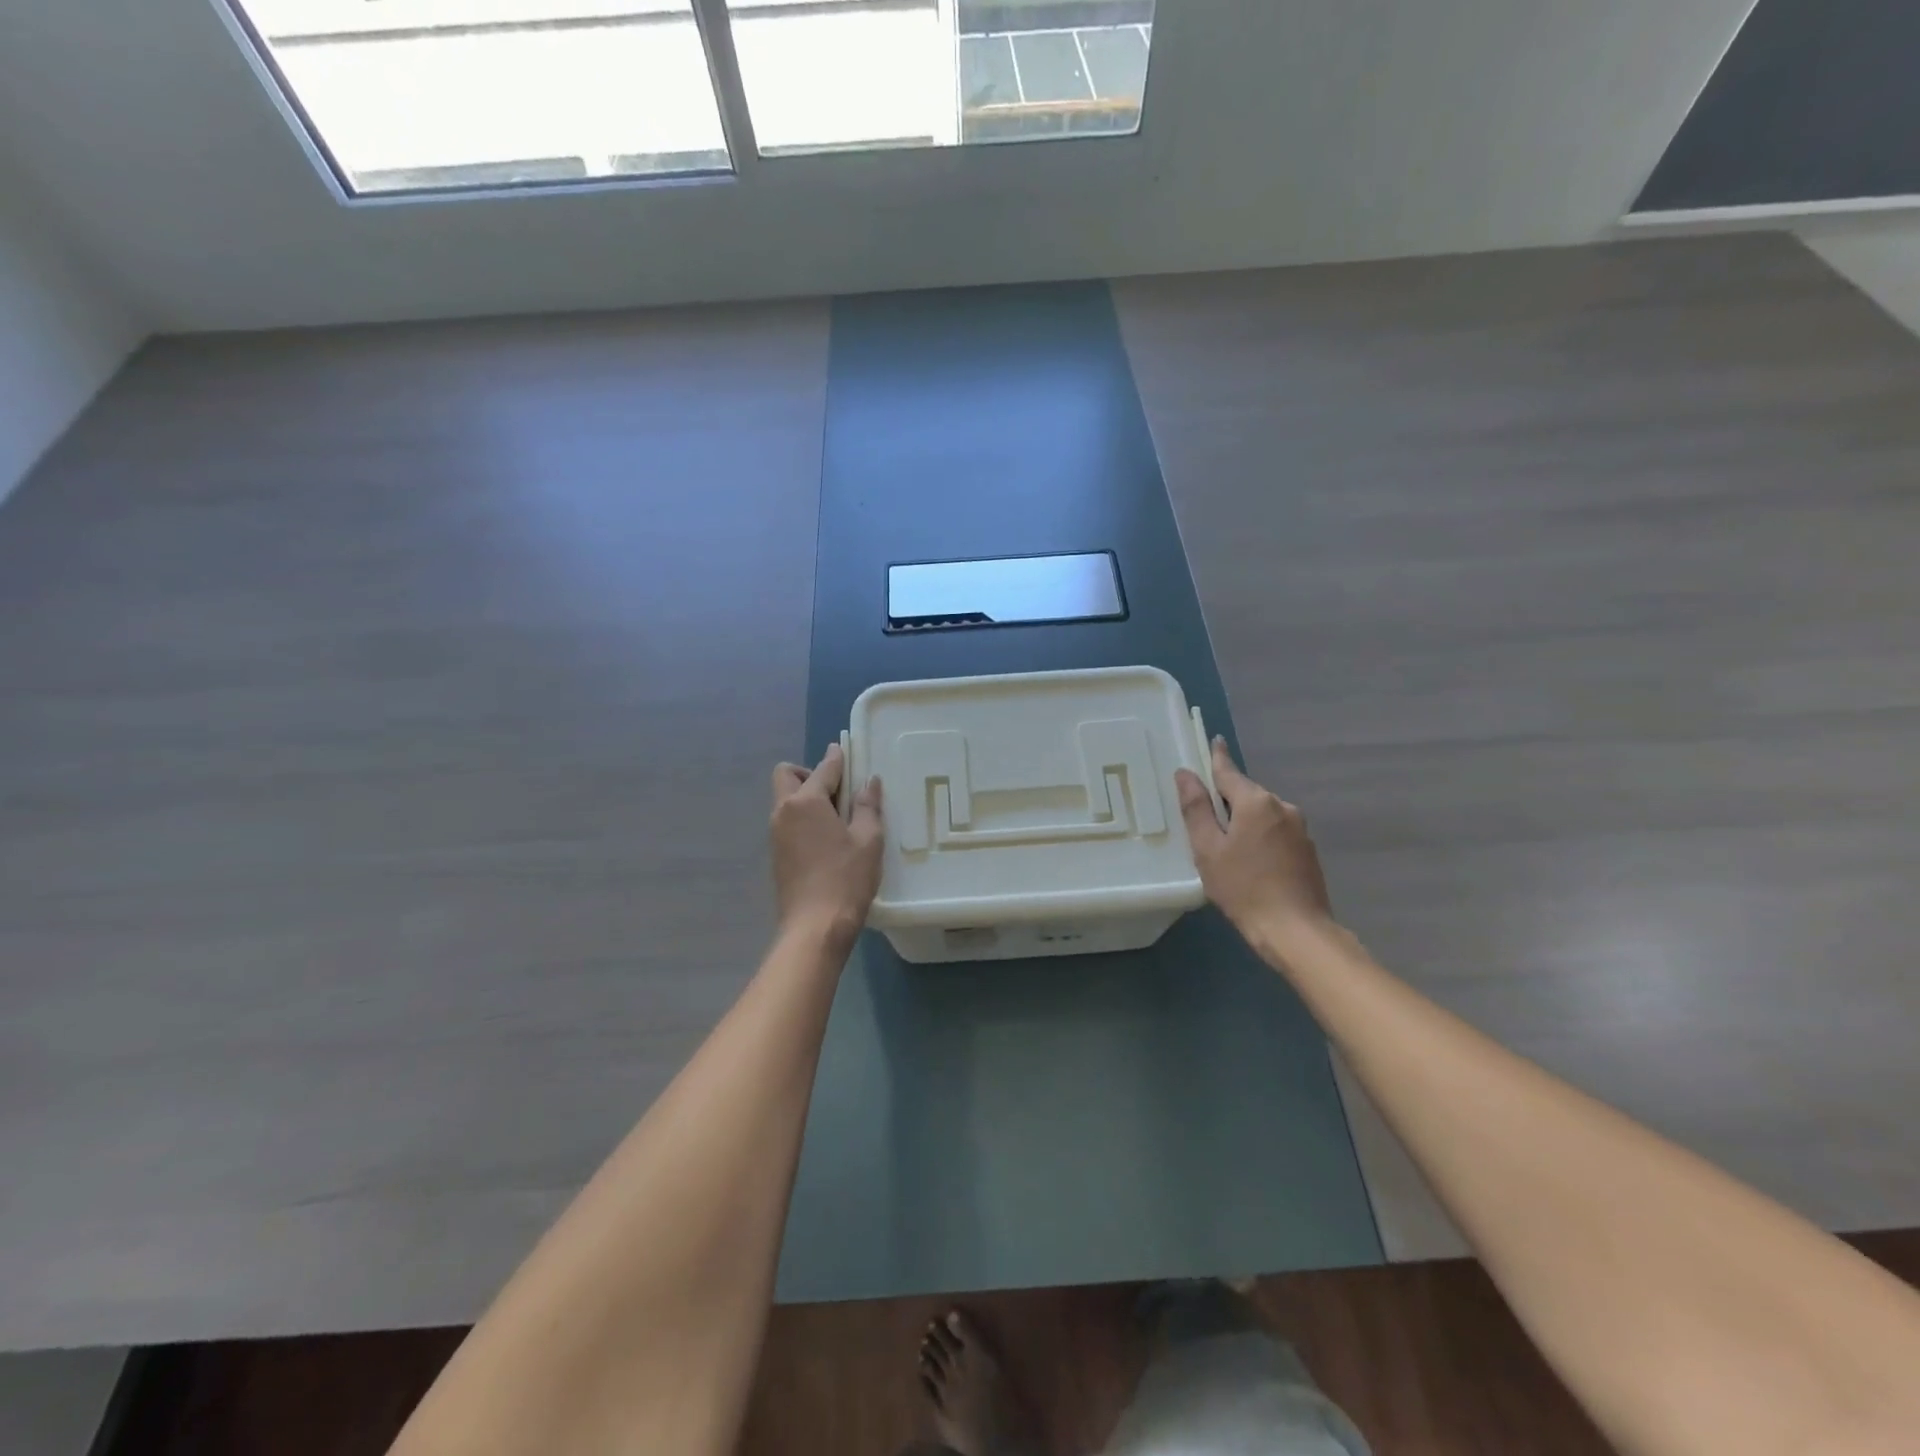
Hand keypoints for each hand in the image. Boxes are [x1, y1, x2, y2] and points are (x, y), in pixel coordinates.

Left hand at [770, 743, 883, 945]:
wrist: (815, 927)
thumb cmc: (846, 879)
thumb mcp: (868, 840)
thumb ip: (868, 806)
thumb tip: (869, 782)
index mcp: (806, 802)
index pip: (824, 769)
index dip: (837, 758)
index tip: (845, 750)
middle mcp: (783, 811)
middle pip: (787, 776)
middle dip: (810, 774)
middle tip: (838, 792)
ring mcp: (776, 834)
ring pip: (786, 800)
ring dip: (807, 798)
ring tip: (838, 817)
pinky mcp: (776, 854)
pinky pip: (787, 822)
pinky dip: (803, 819)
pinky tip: (827, 839)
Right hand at [1175, 738, 1332, 937]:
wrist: (1295, 930)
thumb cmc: (1243, 888)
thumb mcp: (1208, 849)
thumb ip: (1196, 809)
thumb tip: (1185, 773)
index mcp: (1256, 802)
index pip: (1229, 771)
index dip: (1217, 757)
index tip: (1214, 740)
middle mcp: (1282, 806)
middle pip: (1246, 793)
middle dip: (1227, 800)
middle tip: (1205, 820)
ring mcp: (1299, 828)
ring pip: (1262, 814)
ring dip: (1244, 821)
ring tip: (1226, 848)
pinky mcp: (1307, 850)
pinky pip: (1276, 831)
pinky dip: (1260, 837)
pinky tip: (1250, 862)